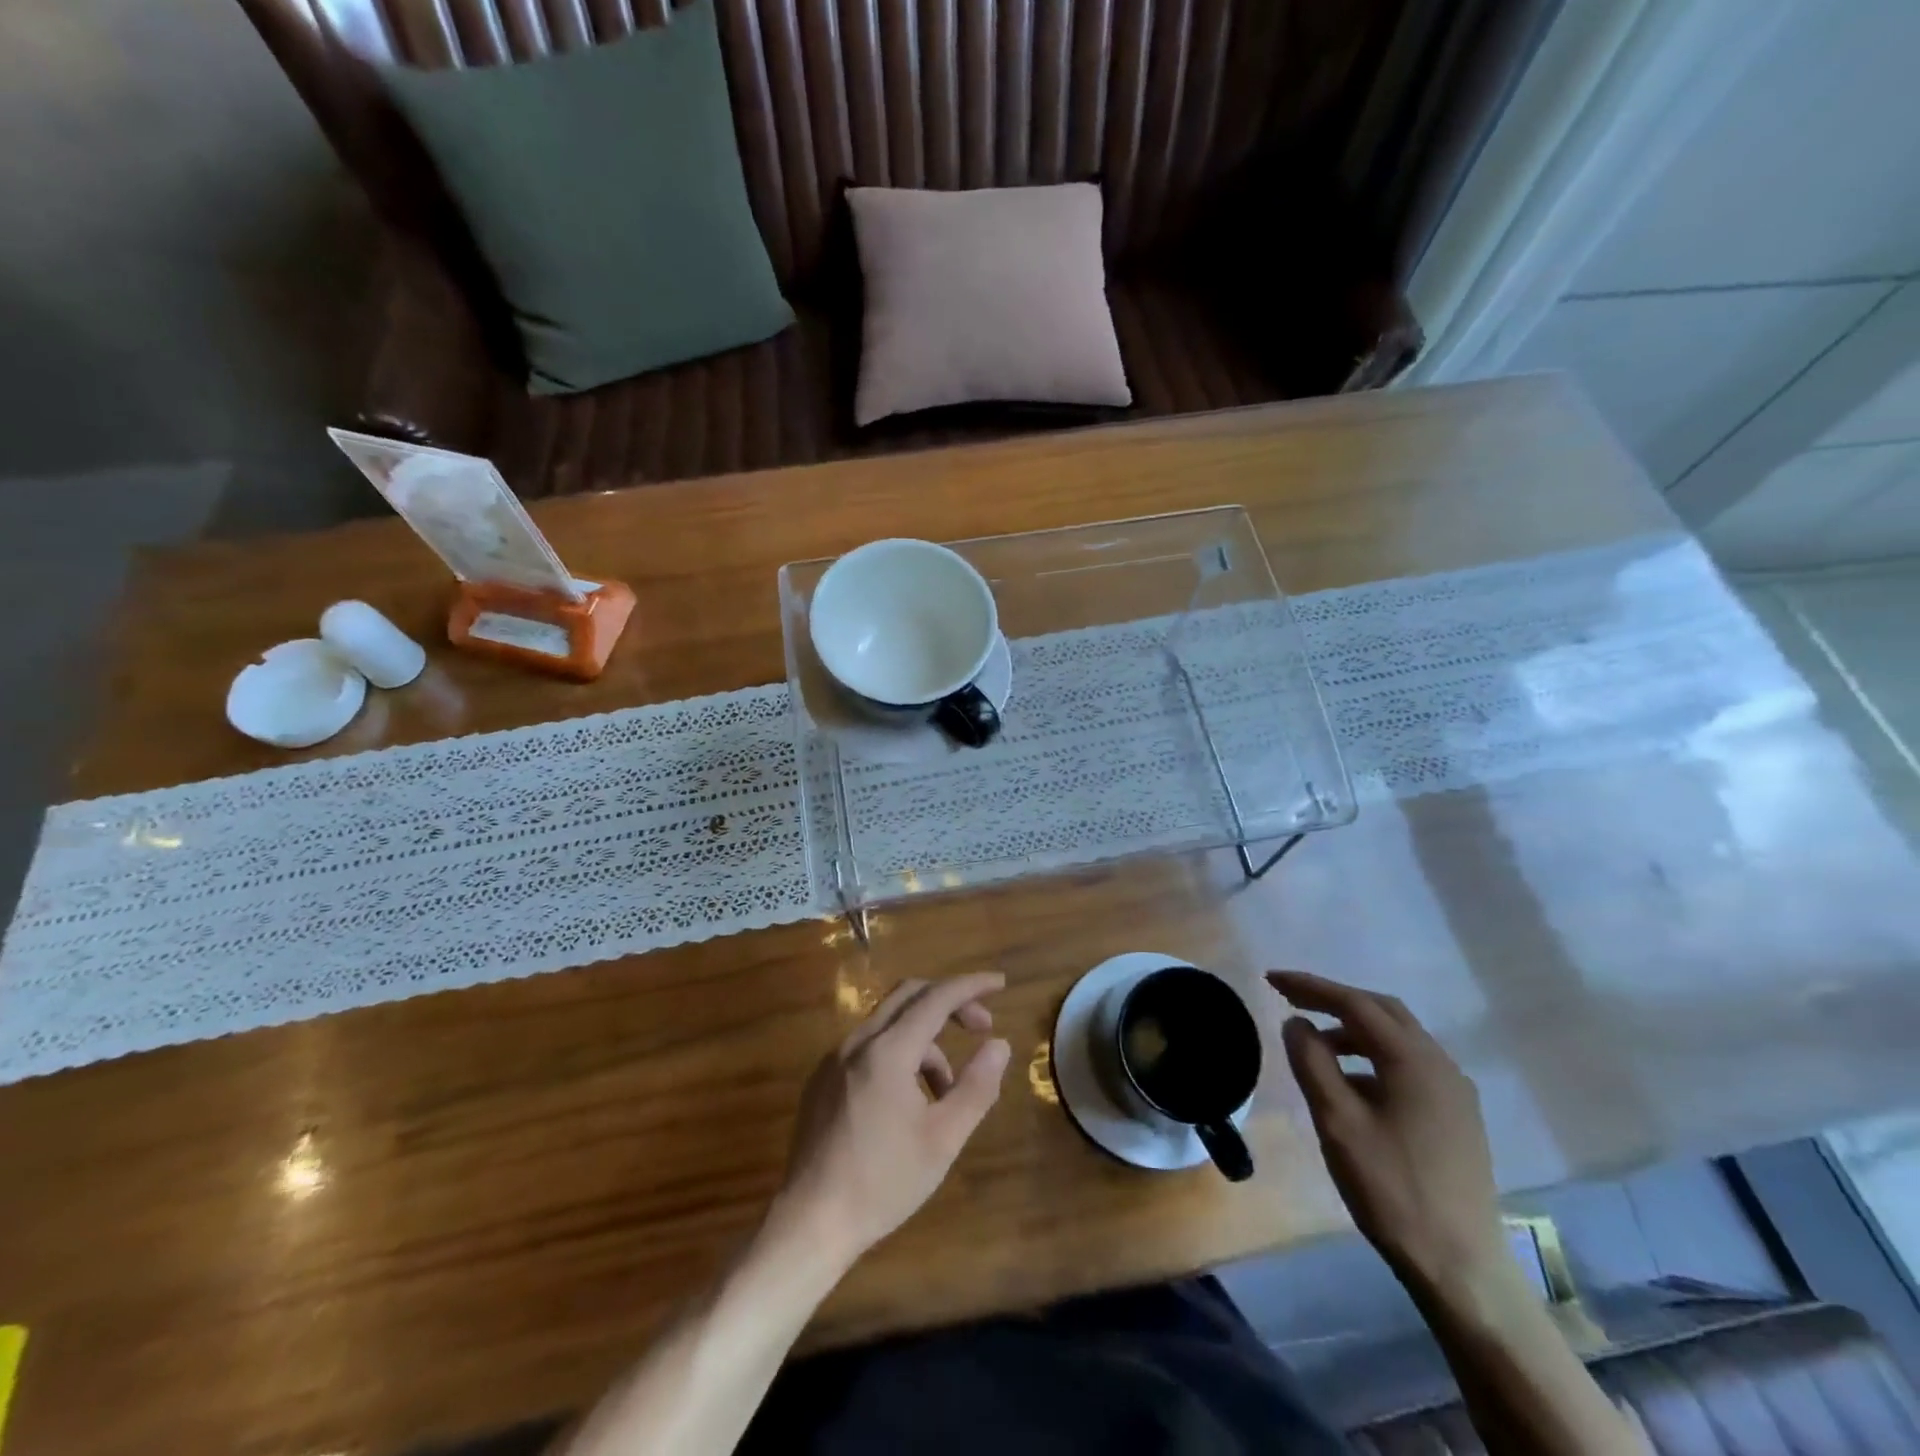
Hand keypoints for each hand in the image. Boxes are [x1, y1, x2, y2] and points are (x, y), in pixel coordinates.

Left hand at [773, 973, 1011, 1268]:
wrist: (810, 1222)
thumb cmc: (883, 1182)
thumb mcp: (943, 1139)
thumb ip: (976, 1086)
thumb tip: (999, 1044)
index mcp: (888, 1051)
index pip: (936, 998)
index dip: (971, 986)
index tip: (1001, 984)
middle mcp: (857, 1042)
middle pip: (909, 996)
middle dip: (950, 1003)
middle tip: (982, 1027)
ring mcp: (834, 1059)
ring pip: (889, 1024)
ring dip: (926, 1040)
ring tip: (947, 1090)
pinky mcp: (822, 1080)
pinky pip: (869, 1047)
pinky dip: (899, 1054)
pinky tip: (910, 1100)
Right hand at [1269, 971, 1508, 1301]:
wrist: (1461, 1268)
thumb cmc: (1392, 1188)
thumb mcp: (1337, 1121)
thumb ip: (1312, 1063)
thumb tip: (1297, 1023)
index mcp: (1415, 1060)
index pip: (1355, 1004)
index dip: (1310, 986)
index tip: (1271, 979)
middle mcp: (1441, 1065)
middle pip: (1382, 1011)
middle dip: (1335, 1000)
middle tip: (1291, 999)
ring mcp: (1454, 1092)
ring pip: (1398, 1039)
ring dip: (1353, 1030)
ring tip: (1315, 1045)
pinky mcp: (1456, 1117)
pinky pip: (1409, 1065)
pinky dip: (1373, 1057)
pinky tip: (1350, 1083)